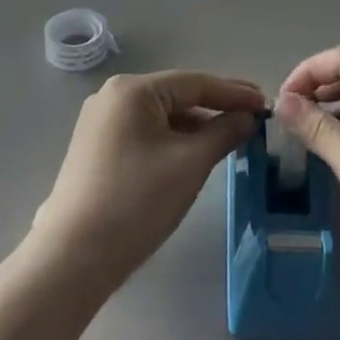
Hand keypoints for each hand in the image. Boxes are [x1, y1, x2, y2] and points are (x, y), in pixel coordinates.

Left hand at [34, 71, 264, 286]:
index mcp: (133, 90)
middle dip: (217, 106)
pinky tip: (196, 151)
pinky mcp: (97, 148)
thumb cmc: (137, 201)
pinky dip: (174, 138)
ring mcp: (101, 122)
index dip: (234, 93)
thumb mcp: (190, 163)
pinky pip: (146, 132)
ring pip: (162, 115)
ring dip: (197, 124)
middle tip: (254, 116)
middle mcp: (113, 96)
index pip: (195, 83)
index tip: (266, 103)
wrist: (73, 256)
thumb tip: (248, 116)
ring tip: (232, 135)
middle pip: (177, 95)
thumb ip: (224, 132)